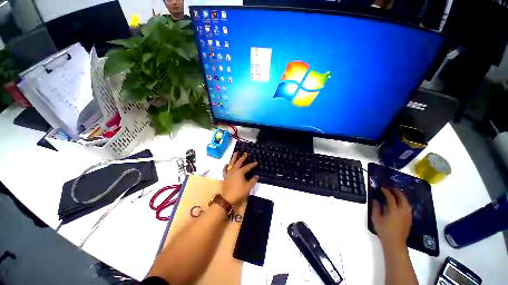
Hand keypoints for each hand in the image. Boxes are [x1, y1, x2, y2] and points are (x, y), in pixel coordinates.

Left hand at [221, 152, 258, 205]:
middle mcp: (234, 170)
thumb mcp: (248, 187)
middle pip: (239, 162)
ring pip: (231, 163)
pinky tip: (226, 164)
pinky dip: (225, 166)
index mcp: (240, 172)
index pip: (247, 167)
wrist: (227, 198)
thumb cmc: (239, 192)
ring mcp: (229, 173)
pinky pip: (225, 170)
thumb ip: (253, 180)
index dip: (252, 164)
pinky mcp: (225, 177)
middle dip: (242, 157)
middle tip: (245, 153)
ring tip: (235, 153)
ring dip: (234, 158)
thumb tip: (256, 176)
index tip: (256, 162)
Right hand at [372, 188, 411, 250]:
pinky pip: (408, 207)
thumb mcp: (376, 218)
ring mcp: (407, 215)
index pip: (390, 197)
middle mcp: (402, 211)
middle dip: (396, 191)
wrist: (395, 243)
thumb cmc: (383, 230)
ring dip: (401, 196)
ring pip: (406, 202)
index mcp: (393, 210)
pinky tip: (400, 203)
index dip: (386, 191)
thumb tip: (376, 200)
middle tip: (390, 188)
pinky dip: (404, 202)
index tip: (381, 188)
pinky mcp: (409, 219)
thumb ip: (376, 208)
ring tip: (395, 194)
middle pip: (402, 197)